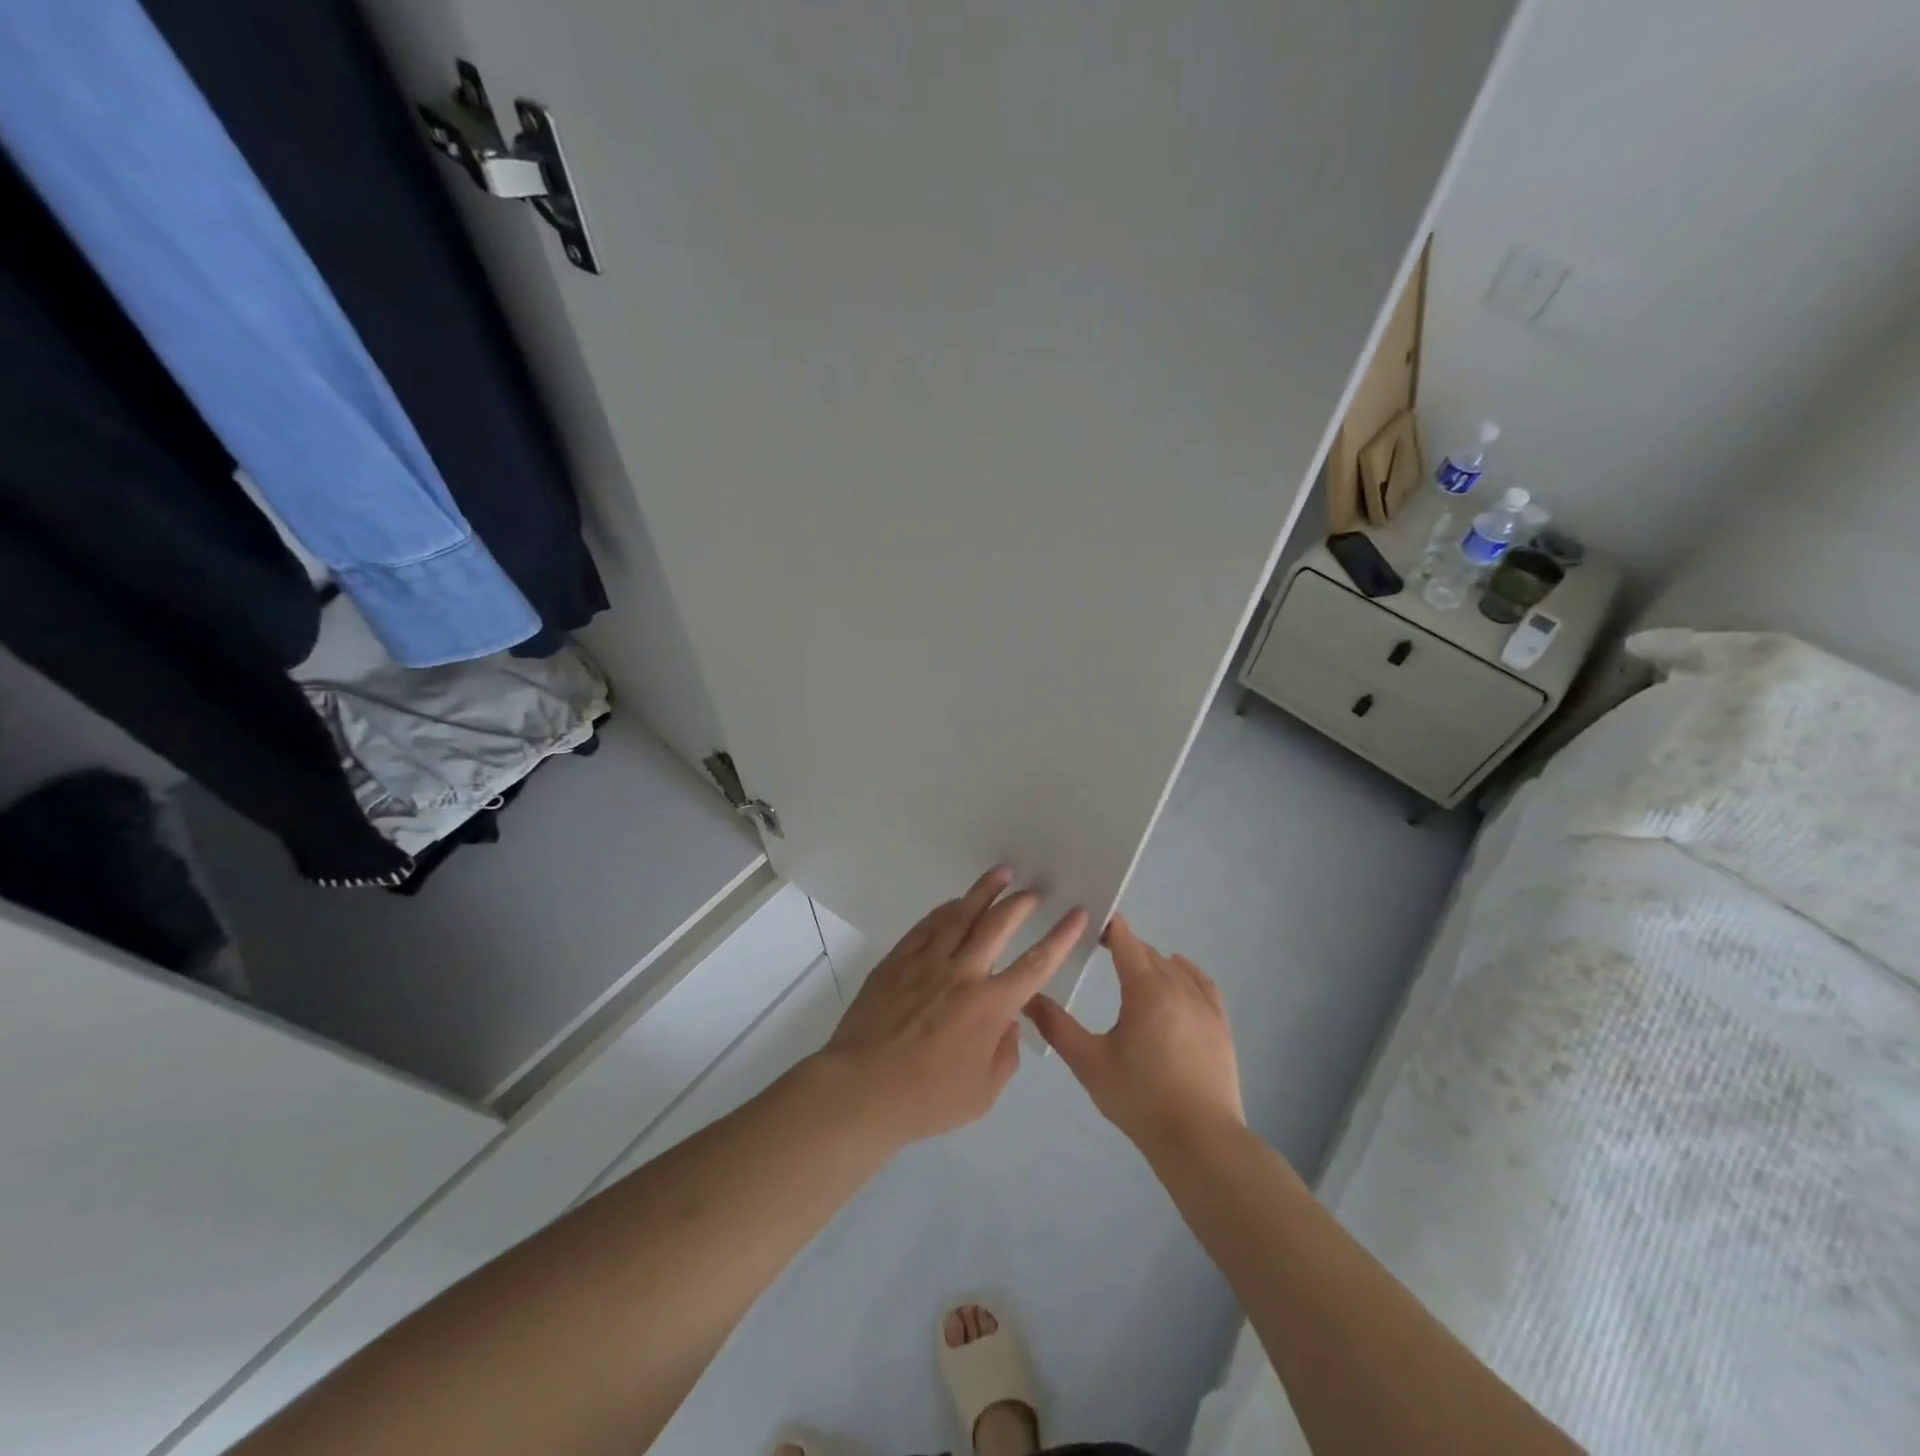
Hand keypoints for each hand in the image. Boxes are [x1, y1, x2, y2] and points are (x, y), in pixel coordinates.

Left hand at [818, 867, 1087, 1148]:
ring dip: (984, 892)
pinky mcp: (897, 961)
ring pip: (961, 915)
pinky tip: (953, 902)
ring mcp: (927, 962)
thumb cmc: (927, 1099)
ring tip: (1000, 872)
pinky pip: (926, 926)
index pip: (1036, 963)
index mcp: (990, 1006)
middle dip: (1021, 903)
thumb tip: (1009, 1023)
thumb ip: (1006, 1055)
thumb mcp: (983, 1093)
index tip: (1078, 914)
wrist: (862, 1089)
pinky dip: (944, 910)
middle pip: (998, 925)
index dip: (1062, 936)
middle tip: (1034, 889)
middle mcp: (963, 973)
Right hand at [1026, 913, 1243, 1152]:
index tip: (1090, 924)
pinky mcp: (1220, 1024)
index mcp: (1145, 989)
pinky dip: (1187, 971)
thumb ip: (1057, 1027)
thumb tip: (1028, 998)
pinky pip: (1202, 983)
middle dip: (1125, 947)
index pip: (1125, 940)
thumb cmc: (1139, 1098)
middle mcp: (1177, 986)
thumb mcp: (1089, 1063)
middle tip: (1101, 951)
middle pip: (1148, 953)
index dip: (1108, 927)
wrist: (1199, 1139)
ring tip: (1133, 967)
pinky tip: (1179, 971)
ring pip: (1174, 967)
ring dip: (1152, 961)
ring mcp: (1203, 1005)